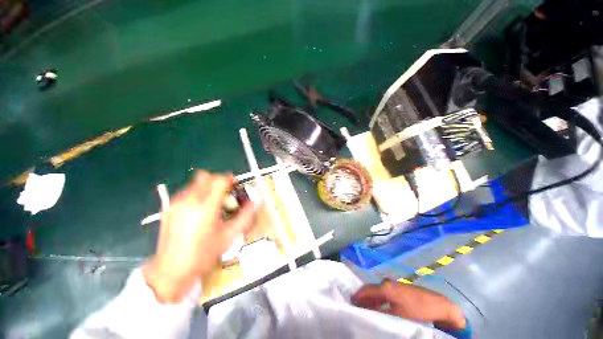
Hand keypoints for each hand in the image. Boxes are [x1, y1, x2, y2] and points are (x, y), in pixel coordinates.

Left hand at [142, 171, 254, 302]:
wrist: (170, 271)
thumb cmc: (202, 256)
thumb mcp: (229, 236)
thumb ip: (245, 216)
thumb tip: (253, 203)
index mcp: (205, 207)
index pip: (219, 180)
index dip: (230, 180)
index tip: (235, 186)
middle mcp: (189, 201)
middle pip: (206, 176)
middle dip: (219, 181)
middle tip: (225, 195)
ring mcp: (176, 203)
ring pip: (196, 183)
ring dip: (208, 187)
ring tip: (213, 204)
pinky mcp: (169, 208)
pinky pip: (187, 191)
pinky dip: (197, 194)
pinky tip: (199, 211)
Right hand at [352, 279, 465, 329]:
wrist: (438, 306)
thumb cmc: (417, 311)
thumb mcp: (397, 316)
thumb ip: (379, 313)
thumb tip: (364, 312)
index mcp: (384, 287)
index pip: (365, 290)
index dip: (356, 298)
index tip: (350, 306)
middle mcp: (386, 282)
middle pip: (369, 290)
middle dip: (362, 300)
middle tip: (357, 310)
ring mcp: (392, 284)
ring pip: (376, 292)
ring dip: (370, 301)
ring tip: (366, 311)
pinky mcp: (398, 288)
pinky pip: (383, 294)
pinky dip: (377, 300)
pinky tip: (378, 309)